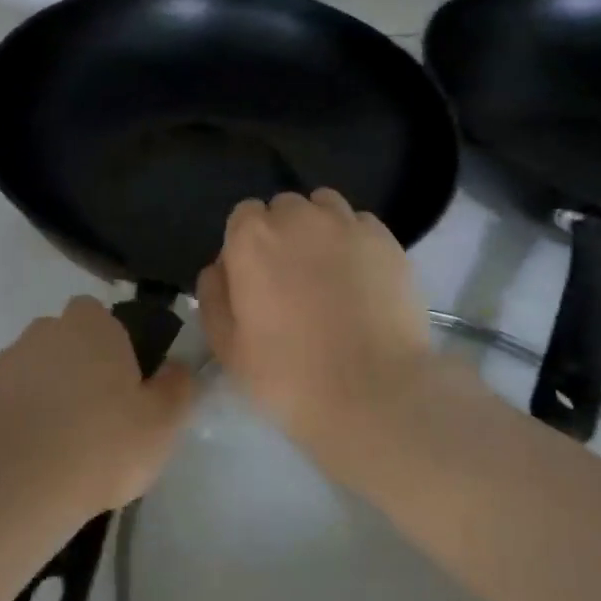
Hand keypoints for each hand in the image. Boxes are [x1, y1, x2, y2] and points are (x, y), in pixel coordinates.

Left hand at [0, 296, 198, 514]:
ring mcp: (1, 364)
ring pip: (32, 375)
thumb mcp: (162, 423)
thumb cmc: (100, 444)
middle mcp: (43, 331)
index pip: (101, 316)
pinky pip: (3, 408)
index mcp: (91, 325)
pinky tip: (26, 467)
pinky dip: (14, 427)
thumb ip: (177, 388)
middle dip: (76, 372)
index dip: (113, 347)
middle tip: (95, 421)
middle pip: (65, 344)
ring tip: (59, 453)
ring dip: (43, 400)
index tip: (123, 387)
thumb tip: (177, 369)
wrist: (9, 484)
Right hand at [197, 189, 431, 435]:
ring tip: (329, 272)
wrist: (373, 392)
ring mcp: (347, 224)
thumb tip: (220, 267)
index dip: (248, 246)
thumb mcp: (226, 346)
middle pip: (285, 208)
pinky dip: (355, 242)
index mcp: (252, 237)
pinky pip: (361, 226)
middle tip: (292, 279)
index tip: (256, 279)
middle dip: (284, 234)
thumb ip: (214, 294)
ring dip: (320, 230)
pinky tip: (362, 279)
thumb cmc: (287, 374)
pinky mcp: (387, 240)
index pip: (244, 217)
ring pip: (325, 208)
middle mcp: (298, 216)